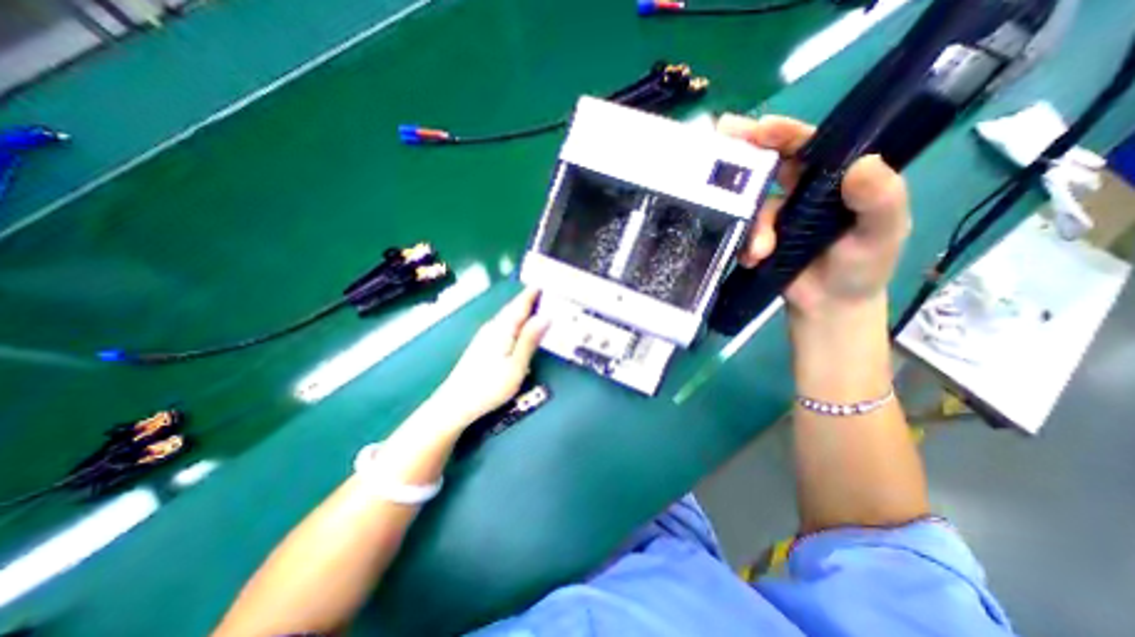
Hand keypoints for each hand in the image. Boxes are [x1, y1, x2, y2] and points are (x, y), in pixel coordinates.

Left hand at [437, 288, 552, 422]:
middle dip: (527, 299)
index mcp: (502, 329)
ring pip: (506, 317)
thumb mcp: (516, 365)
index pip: (519, 305)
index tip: (543, 282)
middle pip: (512, 309)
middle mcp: (492, 328)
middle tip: (543, 292)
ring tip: (534, 305)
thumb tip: (546, 316)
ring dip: (520, 309)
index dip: (531, 294)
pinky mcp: (481, 345)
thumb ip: (530, 339)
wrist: (455, 403)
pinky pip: (502, 325)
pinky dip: (513, 320)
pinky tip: (517, 327)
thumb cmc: (489, 386)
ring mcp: (484, 336)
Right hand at [716, 113, 910, 319]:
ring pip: (752, 208)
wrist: (828, 306)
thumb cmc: (863, 267)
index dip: (783, 133)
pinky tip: (751, 260)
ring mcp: (776, 217)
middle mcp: (801, 192)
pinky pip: (743, 234)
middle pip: (769, 166)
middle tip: (720, 142)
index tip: (758, 129)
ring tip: (759, 252)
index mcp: (833, 179)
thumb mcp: (883, 233)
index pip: (808, 146)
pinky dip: (744, 246)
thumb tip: (862, 163)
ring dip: (752, 227)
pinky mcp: (758, 239)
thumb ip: (880, 200)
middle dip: (745, 156)